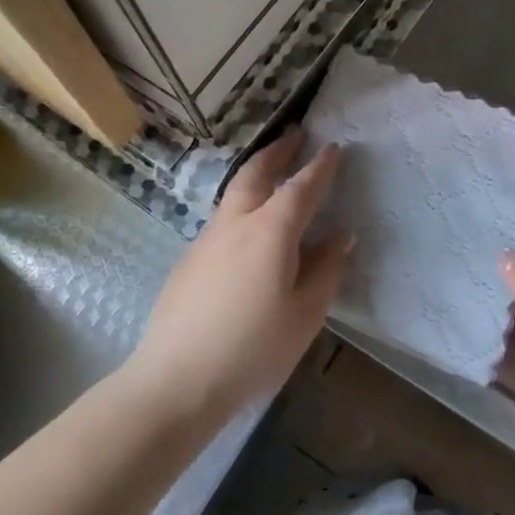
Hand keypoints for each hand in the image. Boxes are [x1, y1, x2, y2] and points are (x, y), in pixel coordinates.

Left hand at [131, 130, 351, 423]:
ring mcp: (206, 240)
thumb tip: (340, 236)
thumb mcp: (305, 313)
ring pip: (234, 193)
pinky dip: (241, 205)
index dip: (320, 166)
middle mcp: (236, 224)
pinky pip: (222, 219)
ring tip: (273, 172)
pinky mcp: (188, 262)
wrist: (175, 381)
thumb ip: (326, 269)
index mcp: (271, 231)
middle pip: (257, 173)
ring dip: (257, 174)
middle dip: (279, 151)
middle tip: (296, 134)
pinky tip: (248, 229)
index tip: (334, 147)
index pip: (302, 187)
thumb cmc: (252, 348)